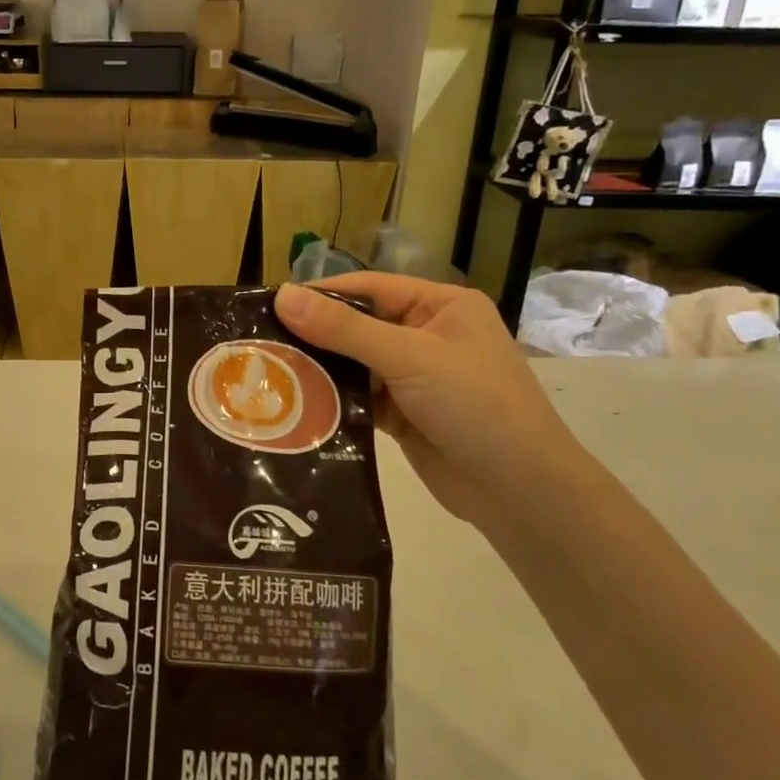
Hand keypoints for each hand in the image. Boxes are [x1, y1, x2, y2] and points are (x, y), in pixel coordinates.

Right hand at [275, 274, 592, 529]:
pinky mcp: (403, 415)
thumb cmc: (475, 404)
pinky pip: (359, 398)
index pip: (370, 288)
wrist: (520, 492)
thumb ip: (345, 328)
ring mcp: (415, 378)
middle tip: (259, 343)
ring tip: (267, 373)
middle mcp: (427, 335)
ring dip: (320, 370)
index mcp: (441, 306)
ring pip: (355, 364)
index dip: (321, 294)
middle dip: (314, 335)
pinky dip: (333, 401)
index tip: (269, 304)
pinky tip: (295, 404)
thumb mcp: (409, 357)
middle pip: (358, 325)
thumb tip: (283, 295)